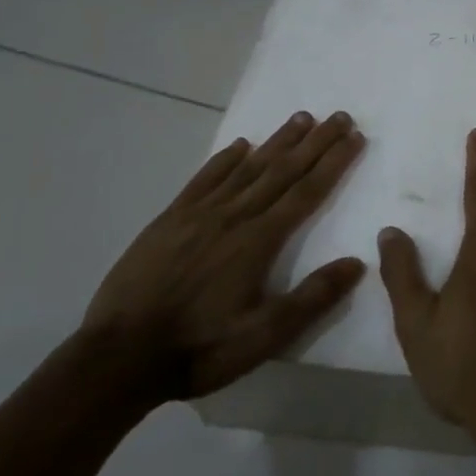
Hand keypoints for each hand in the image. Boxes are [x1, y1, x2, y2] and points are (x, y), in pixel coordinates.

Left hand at [85, 109, 366, 403]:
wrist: (117, 359)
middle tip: (340, 116)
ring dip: (277, 141)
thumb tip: (357, 262)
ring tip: (301, 118)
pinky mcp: (169, 220)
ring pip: (247, 167)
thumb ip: (312, 298)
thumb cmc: (198, 349)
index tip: (355, 136)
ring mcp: (199, 214)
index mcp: (259, 240)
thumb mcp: (264, 337)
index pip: (307, 191)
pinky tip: (240, 145)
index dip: (334, 162)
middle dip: (315, 142)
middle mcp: (234, 216)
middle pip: (282, 170)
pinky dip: (225, 158)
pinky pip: (204, 179)